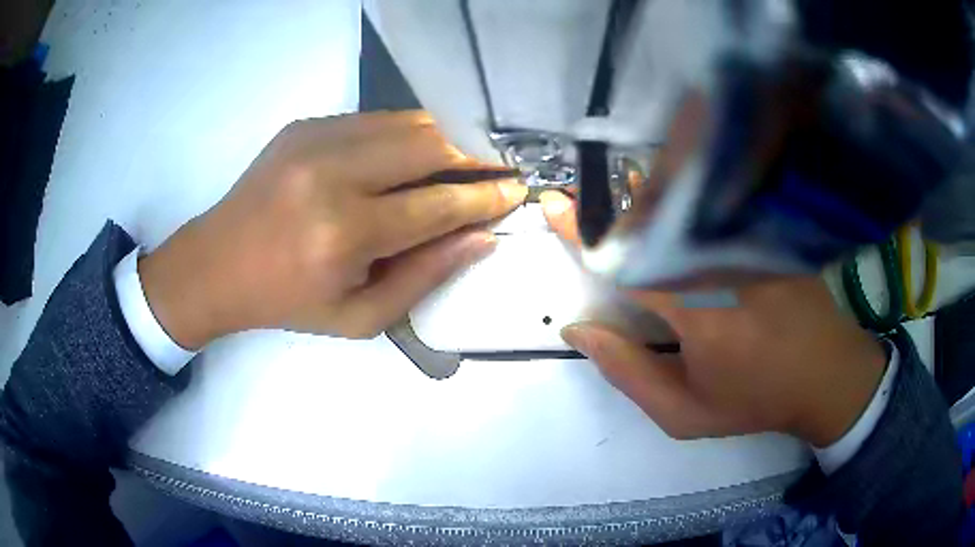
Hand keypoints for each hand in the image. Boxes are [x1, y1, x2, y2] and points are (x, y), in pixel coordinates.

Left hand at [140, 111, 525, 347]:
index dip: (485, 197)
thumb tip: (481, 238)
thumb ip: (424, 277)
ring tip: (463, 157)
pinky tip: (409, 155)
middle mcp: (332, 174)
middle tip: (497, 167)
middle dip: (474, 155)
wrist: (217, 263)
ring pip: (406, 122)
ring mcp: (315, 139)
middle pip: (428, 145)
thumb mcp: (359, 318)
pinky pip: (375, 119)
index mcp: (344, 234)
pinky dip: (405, 134)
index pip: (437, 204)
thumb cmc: (287, 301)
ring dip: (443, 138)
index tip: (516, 191)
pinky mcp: (306, 124)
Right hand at [540, 191, 886, 446]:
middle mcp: (729, 263)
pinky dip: (685, 194)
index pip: (631, 262)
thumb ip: (628, 373)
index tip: (557, 208)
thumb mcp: (685, 413)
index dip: (587, 234)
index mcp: (702, 316)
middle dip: (615, 208)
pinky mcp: (771, 229)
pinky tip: (673, 199)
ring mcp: (755, 239)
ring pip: (686, 200)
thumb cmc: (756, 400)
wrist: (827, 375)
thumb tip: (579, 329)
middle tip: (587, 205)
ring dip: (647, 195)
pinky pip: (717, 201)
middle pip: (656, 216)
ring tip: (627, 201)